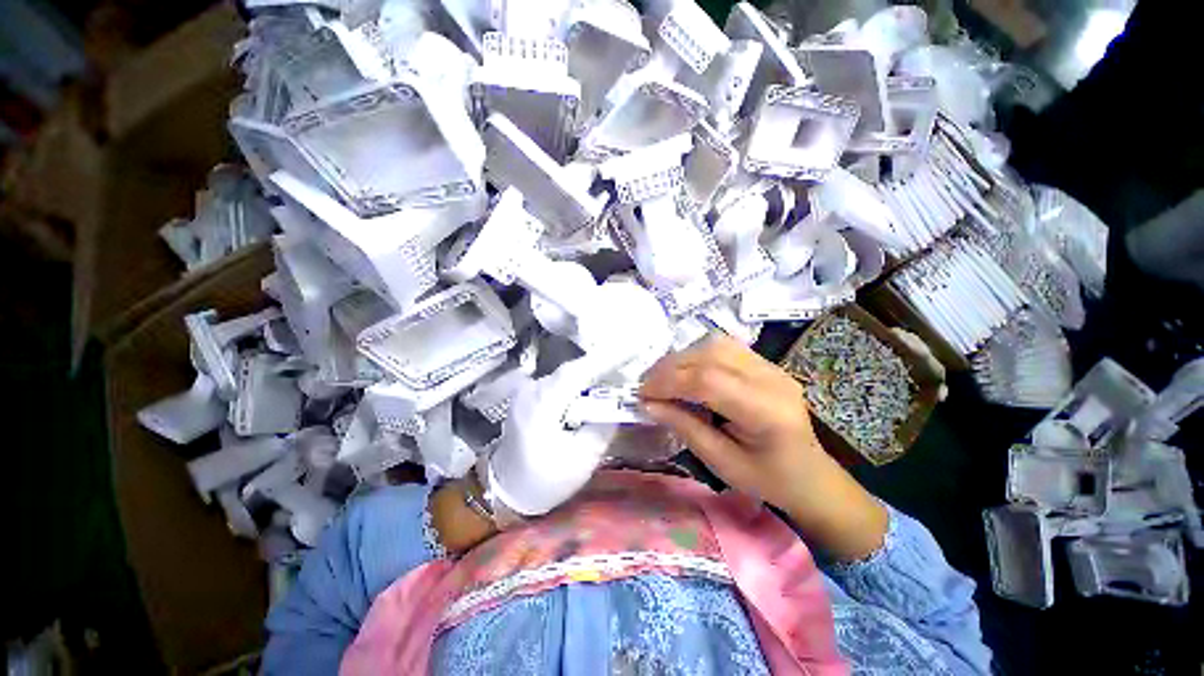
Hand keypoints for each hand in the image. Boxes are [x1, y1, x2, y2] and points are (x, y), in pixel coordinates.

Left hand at [488, 358, 617, 516]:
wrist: (505, 492)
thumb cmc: (544, 480)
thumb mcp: (582, 460)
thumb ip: (602, 427)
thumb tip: (618, 404)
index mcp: (541, 405)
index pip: (576, 373)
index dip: (605, 359)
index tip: (631, 350)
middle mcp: (531, 391)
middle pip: (573, 371)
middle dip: (603, 365)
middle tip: (631, 363)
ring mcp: (527, 391)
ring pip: (567, 375)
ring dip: (592, 374)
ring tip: (618, 374)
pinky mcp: (529, 396)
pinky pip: (560, 383)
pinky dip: (579, 383)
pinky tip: (593, 388)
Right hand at [639, 336, 887, 561]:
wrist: (811, 475)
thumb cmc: (767, 479)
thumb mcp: (722, 463)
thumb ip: (685, 427)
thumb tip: (648, 403)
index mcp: (767, 411)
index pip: (708, 381)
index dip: (669, 383)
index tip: (641, 394)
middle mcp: (773, 379)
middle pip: (710, 356)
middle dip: (670, 368)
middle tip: (646, 385)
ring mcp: (772, 366)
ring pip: (715, 344)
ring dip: (682, 358)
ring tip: (663, 378)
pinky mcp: (766, 363)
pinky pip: (724, 347)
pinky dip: (697, 355)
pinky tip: (686, 372)